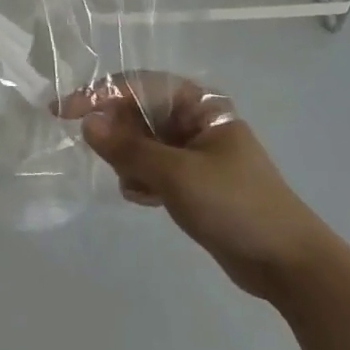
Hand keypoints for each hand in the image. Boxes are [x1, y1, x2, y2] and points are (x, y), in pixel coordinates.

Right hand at [64, 73, 338, 301]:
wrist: (288, 264)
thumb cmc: (235, 205)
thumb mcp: (176, 175)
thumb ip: (128, 148)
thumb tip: (86, 123)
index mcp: (199, 106)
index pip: (138, 86)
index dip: (98, 94)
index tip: (62, 111)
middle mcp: (194, 122)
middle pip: (137, 113)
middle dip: (117, 135)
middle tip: (106, 161)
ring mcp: (193, 153)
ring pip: (141, 144)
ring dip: (130, 162)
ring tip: (138, 187)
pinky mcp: (192, 182)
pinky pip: (151, 169)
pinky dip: (142, 181)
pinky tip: (147, 200)